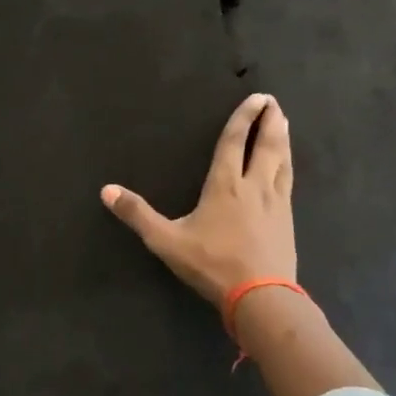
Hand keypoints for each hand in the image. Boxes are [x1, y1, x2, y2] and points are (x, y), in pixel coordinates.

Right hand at [101, 93, 295, 304]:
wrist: (261, 297)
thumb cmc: (212, 265)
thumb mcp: (166, 241)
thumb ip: (138, 215)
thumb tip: (106, 190)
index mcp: (225, 185)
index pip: (234, 142)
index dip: (243, 118)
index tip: (256, 98)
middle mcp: (254, 186)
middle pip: (266, 146)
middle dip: (270, 122)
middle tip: (274, 102)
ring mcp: (275, 203)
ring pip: (282, 162)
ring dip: (283, 140)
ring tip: (284, 124)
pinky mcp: (287, 220)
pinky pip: (289, 182)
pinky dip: (288, 165)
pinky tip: (287, 168)